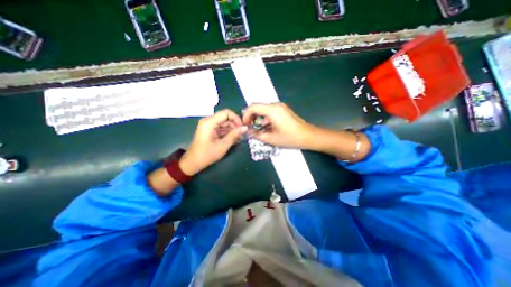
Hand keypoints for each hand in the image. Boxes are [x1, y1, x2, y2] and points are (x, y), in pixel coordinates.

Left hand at [179, 110, 247, 175]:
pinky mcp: (209, 130)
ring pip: (224, 123)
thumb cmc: (207, 154)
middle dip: (235, 125)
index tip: (242, 127)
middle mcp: (208, 121)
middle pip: (226, 118)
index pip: (226, 113)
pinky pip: (221, 128)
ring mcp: (208, 125)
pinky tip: (234, 138)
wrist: (193, 162)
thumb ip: (234, 135)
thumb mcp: (223, 145)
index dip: (236, 118)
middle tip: (242, 134)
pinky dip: (227, 132)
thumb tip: (245, 128)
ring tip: (239, 137)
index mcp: (209, 122)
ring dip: (232, 129)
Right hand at [242, 102, 313, 147]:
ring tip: (257, 130)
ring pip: (263, 110)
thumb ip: (257, 135)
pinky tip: (266, 128)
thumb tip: (248, 133)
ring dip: (258, 118)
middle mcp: (275, 105)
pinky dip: (265, 118)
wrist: (308, 136)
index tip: (245, 125)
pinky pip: (270, 112)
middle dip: (251, 117)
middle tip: (250, 128)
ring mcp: (280, 107)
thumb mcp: (271, 139)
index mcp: (272, 110)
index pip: (252, 107)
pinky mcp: (283, 110)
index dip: (246, 116)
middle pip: (257, 107)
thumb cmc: (290, 138)